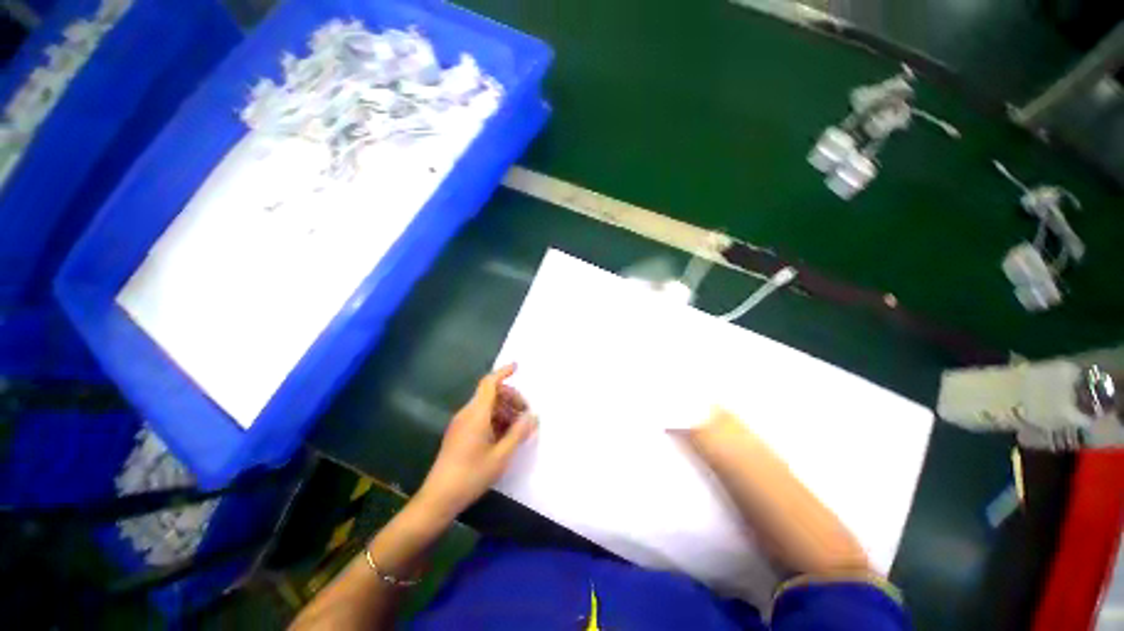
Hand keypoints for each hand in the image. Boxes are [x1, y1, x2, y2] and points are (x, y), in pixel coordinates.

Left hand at [416, 364, 537, 519]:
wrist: (438, 498)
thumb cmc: (471, 475)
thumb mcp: (501, 456)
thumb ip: (518, 433)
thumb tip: (533, 416)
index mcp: (476, 414)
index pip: (489, 383)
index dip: (503, 372)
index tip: (517, 367)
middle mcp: (467, 414)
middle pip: (491, 394)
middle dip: (511, 398)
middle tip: (526, 414)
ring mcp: (461, 423)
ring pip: (487, 406)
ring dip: (504, 410)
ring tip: (518, 428)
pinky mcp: (459, 433)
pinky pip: (480, 417)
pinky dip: (495, 419)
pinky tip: (505, 435)